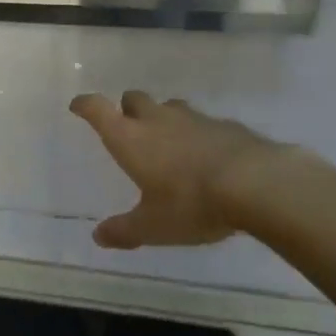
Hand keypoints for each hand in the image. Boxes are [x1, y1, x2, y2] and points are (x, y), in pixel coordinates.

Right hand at [69, 90, 287, 249]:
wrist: (257, 184)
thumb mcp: (153, 226)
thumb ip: (124, 230)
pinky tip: (207, 155)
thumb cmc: (191, 204)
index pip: (97, 109)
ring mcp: (193, 118)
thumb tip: (98, 236)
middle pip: (133, 99)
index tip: (78, 106)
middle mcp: (157, 120)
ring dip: (163, 118)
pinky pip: (202, 122)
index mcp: (130, 138)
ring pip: (169, 106)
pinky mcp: (225, 125)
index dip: (85, 105)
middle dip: (127, 109)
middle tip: (129, 128)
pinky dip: (197, 133)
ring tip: (169, 142)